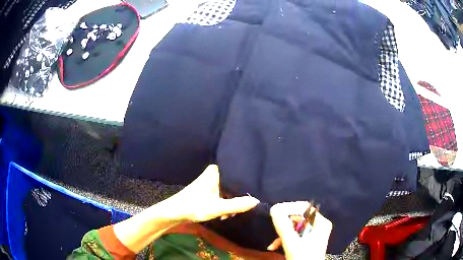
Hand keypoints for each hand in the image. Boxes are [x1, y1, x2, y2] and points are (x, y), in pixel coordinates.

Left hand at [169, 164, 259, 221]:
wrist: (174, 212)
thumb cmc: (194, 207)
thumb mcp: (218, 208)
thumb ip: (237, 205)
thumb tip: (257, 201)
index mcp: (216, 171)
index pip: (237, 173)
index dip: (246, 184)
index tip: (256, 192)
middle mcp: (214, 173)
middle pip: (234, 183)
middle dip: (238, 196)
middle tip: (243, 207)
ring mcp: (210, 182)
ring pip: (228, 190)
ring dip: (232, 202)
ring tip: (232, 213)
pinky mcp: (208, 190)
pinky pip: (223, 194)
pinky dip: (225, 203)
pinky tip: (226, 213)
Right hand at [268, 201, 332, 259]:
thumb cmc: (303, 257)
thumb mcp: (292, 242)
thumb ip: (283, 225)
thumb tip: (274, 208)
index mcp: (321, 222)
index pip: (303, 207)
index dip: (289, 208)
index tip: (275, 213)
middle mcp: (319, 225)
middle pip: (298, 217)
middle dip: (284, 224)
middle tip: (274, 228)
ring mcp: (314, 234)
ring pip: (294, 227)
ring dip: (282, 234)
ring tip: (273, 244)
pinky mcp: (308, 241)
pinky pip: (295, 235)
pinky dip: (285, 240)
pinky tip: (275, 247)